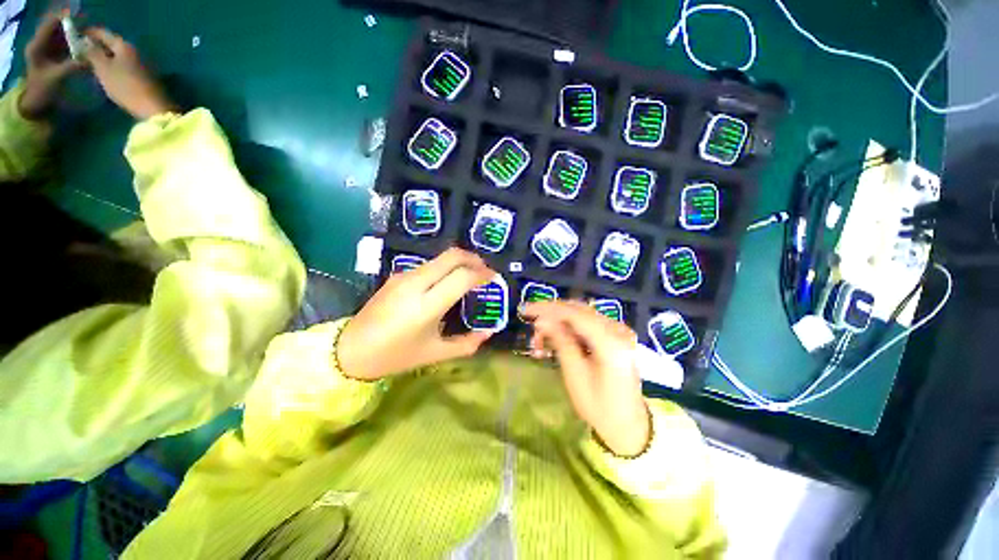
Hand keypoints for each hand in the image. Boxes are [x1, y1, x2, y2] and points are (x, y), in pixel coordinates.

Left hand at [19, 11, 84, 119]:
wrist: (36, 104)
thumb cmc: (43, 91)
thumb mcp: (57, 78)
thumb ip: (74, 66)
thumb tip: (92, 58)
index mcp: (38, 45)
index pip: (51, 24)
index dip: (65, 18)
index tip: (81, 18)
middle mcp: (42, 43)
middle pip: (59, 28)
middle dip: (74, 27)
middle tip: (90, 29)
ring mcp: (49, 50)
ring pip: (64, 36)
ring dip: (76, 35)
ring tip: (90, 37)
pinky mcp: (56, 56)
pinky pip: (67, 45)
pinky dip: (76, 43)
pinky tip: (86, 47)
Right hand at [84, 28, 174, 119]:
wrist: (153, 107)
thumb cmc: (125, 86)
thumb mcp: (103, 69)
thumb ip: (93, 54)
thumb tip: (85, 42)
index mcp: (124, 45)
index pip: (104, 33)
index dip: (90, 33)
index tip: (77, 34)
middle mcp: (135, 51)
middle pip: (112, 44)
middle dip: (97, 45)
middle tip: (81, 49)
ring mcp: (142, 64)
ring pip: (118, 56)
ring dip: (105, 57)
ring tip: (90, 62)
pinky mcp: (145, 77)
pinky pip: (124, 67)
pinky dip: (113, 66)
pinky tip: (106, 73)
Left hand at [337, 248, 495, 380]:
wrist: (350, 350)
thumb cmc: (395, 356)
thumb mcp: (436, 354)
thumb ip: (467, 344)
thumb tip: (489, 332)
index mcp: (426, 305)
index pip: (462, 276)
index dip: (482, 274)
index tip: (493, 277)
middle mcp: (415, 283)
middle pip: (452, 256)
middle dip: (474, 259)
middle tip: (485, 270)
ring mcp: (404, 276)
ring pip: (440, 258)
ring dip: (459, 262)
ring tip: (469, 276)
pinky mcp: (397, 275)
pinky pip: (428, 265)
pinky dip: (445, 268)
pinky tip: (447, 282)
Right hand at [523, 301, 650, 456]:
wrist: (627, 423)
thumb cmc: (599, 406)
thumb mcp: (575, 375)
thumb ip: (561, 342)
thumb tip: (542, 320)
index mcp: (611, 342)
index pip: (575, 314)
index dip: (548, 309)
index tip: (526, 310)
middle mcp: (618, 330)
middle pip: (578, 310)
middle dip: (551, 314)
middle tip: (531, 324)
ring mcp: (619, 331)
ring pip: (582, 315)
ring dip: (559, 322)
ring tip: (540, 339)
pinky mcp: (616, 335)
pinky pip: (588, 323)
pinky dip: (570, 328)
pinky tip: (556, 338)